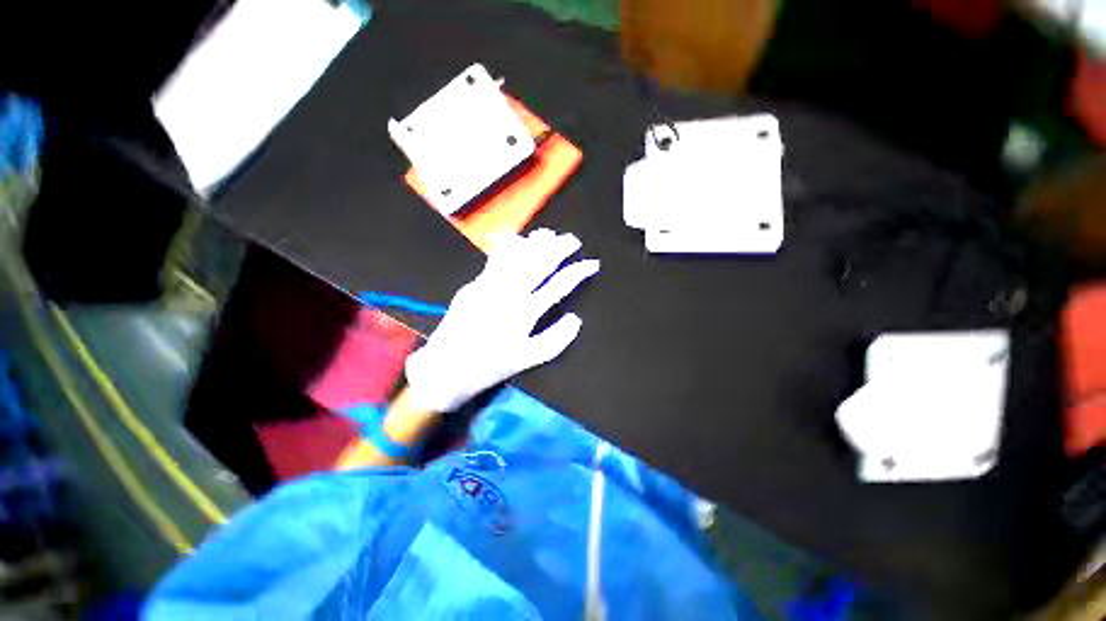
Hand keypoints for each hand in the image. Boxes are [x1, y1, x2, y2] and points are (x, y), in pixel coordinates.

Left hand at [405, 229, 599, 411]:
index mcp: (525, 312)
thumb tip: (576, 319)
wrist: (447, 367)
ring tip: (549, 234)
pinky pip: (495, 260)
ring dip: (535, 243)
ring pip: (517, 256)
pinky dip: (508, 247)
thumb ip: (556, 339)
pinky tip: (516, 239)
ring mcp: (489, 286)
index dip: (578, 272)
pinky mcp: (474, 284)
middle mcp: (509, 293)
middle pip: (539, 263)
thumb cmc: (491, 365)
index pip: (559, 285)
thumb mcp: (529, 359)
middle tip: (572, 240)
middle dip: (559, 248)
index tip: (592, 263)